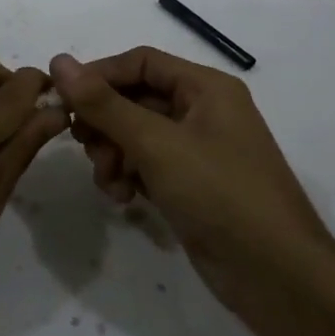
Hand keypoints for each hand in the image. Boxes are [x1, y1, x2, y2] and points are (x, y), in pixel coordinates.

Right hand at [48, 47, 334, 319]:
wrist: (275, 275)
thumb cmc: (219, 193)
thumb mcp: (156, 143)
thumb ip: (104, 103)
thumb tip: (59, 60)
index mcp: (205, 88)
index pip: (140, 62)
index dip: (99, 76)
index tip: (63, 100)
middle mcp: (202, 111)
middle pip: (135, 98)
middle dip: (105, 123)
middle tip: (84, 146)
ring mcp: (197, 151)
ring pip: (135, 135)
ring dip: (113, 154)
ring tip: (109, 182)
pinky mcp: (191, 185)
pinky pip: (146, 165)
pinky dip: (129, 176)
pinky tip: (124, 199)